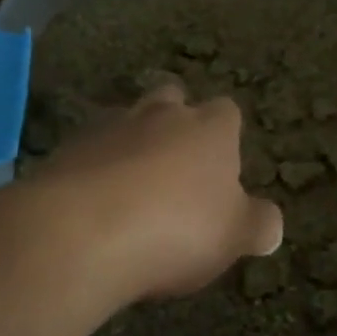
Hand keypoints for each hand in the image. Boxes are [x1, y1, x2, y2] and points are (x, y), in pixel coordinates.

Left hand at [20, 83, 283, 303]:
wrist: (80, 234)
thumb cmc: (176, 228)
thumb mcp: (234, 236)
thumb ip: (257, 225)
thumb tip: (271, 225)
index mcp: (210, 129)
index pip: (227, 112)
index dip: (227, 135)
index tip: (224, 167)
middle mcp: (161, 115)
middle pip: (172, 99)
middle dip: (175, 122)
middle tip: (176, 165)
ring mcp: (108, 128)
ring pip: (126, 121)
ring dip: (130, 144)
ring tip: (131, 188)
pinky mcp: (64, 151)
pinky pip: (87, 152)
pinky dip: (93, 170)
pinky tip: (93, 206)